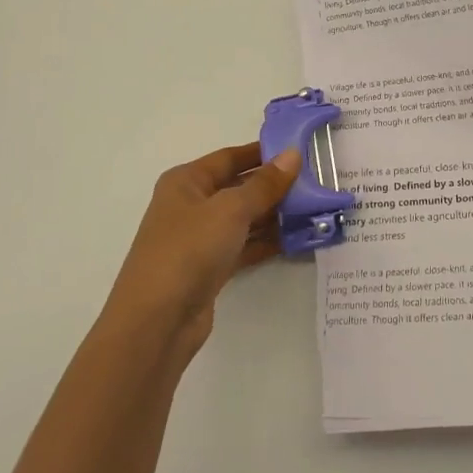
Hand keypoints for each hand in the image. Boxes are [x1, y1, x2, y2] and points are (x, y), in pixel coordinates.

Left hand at [107, 143, 298, 356]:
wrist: (157, 322)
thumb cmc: (189, 249)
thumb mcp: (231, 209)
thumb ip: (265, 184)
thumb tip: (293, 154)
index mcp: (186, 181)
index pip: (230, 157)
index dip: (263, 152)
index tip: (299, 150)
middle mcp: (190, 205)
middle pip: (238, 187)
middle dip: (273, 186)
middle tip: (315, 182)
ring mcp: (199, 239)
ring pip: (243, 219)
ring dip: (274, 215)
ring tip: (314, 209)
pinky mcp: (209, 268)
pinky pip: (243, 246)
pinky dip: (266, 243)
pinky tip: (296, 240)